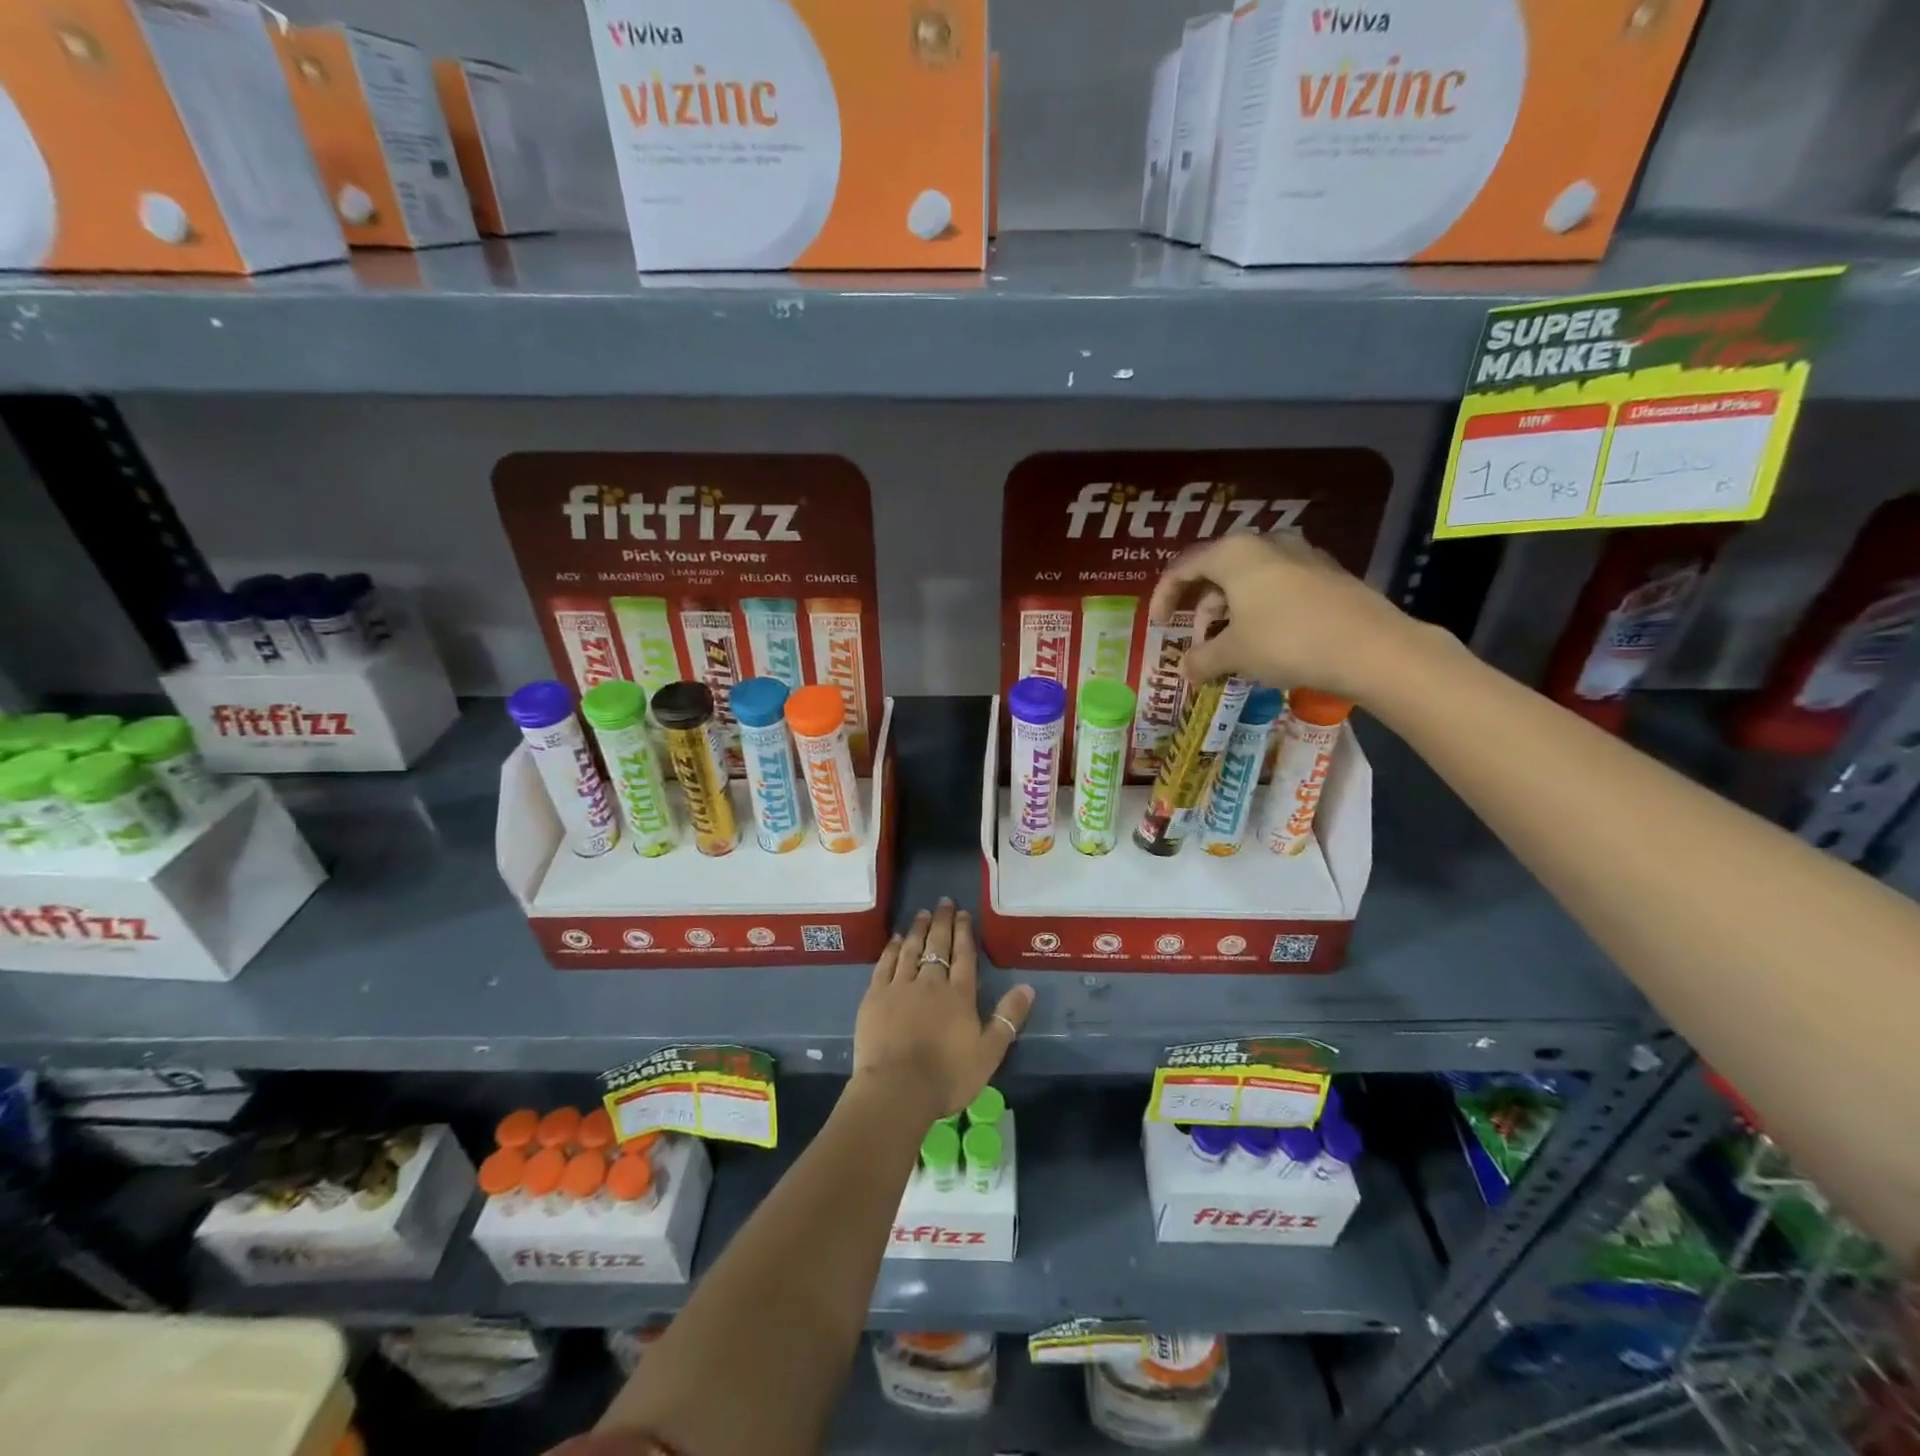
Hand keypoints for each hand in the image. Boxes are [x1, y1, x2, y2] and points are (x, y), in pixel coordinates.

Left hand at [853, 900, 1034, 1122]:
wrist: (897, 1089)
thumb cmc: (948, 1076)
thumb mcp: (989, 1053)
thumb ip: (1008, 1018)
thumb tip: (1028, 987)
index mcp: (959, 994)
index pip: (964, 955)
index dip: (965, 932)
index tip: (964, 913)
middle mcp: (930, 982)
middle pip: (937, 944)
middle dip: (943, 922)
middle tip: (944, 902)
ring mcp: (900, 986)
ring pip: (910, 948)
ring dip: (918, 929)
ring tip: (923, 913)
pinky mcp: (875, 996)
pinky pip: (885, 964)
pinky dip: (891, 949)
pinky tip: (895, 940)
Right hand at [1148, 533, 1430, 703]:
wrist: (1371, 648)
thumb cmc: (1287, 641)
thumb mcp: (1234, 654)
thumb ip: (1201, 659)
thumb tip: (1184, 669)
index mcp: (1235, 553)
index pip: (1184, 567)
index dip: (1164, 596)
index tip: (1156, 624)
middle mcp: (1266, 543)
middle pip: (1218, 571)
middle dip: (1201, 607)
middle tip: (1197, 641)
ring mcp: (1302, 555)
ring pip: (1250, 579)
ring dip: (1230, 611)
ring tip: (1230, 646)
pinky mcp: (1327, 574)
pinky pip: (1278, 587)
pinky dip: (1260, 610)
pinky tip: (1265, 640)